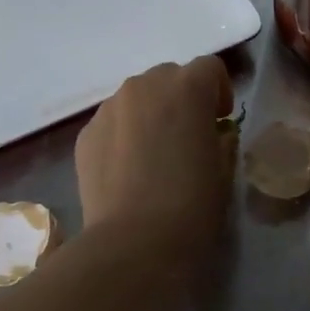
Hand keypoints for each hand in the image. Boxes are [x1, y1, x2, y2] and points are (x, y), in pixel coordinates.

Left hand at [76, 56, 233, 261]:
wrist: (134, 243)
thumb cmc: (192, 205)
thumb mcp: (223, 169)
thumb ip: (220, 139)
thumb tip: (211, 134)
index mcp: (186, 88)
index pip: (209, 68)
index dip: (219, 91)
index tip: (219, 122)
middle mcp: (144, 86)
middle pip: (168, 77)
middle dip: (181, 100)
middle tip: (187, 138)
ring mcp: (109, 108)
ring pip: (137, 98)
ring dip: (150, 115)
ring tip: (153, 156)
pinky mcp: (85, 134)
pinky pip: (113, 123)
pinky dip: (124, 136)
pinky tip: (128, 172)